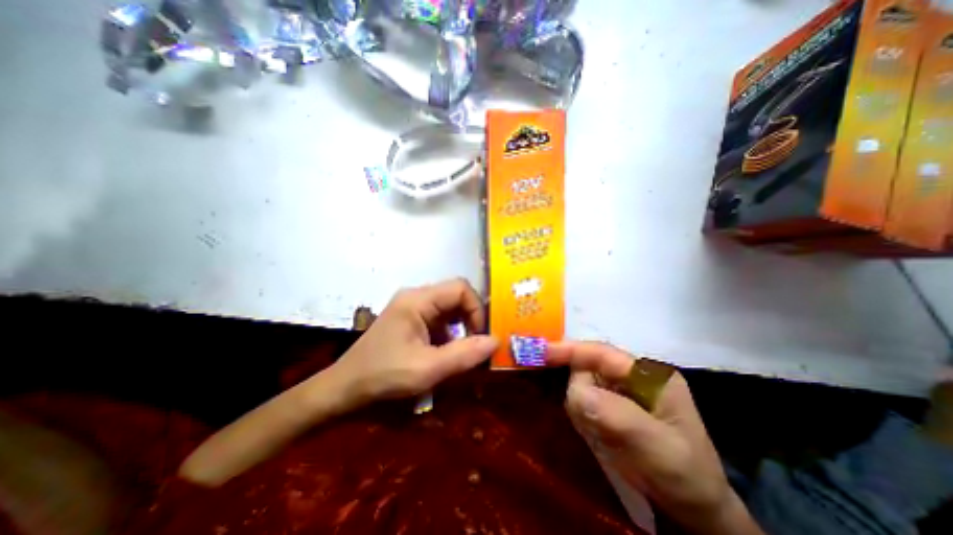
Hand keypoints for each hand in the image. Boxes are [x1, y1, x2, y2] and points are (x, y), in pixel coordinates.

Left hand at [332, 280, 498, 404]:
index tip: (480, 337)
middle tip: (478, 346)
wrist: (343, 390)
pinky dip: (450, 336)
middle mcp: (416, 297)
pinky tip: (447, 355)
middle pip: (456, 297)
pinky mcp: (411, 321)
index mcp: (418, 300)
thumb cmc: (383, 376)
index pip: (460, 288)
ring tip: (464, 353)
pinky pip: (439, 320)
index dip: (477, 309)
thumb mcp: (427, 369)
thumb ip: (464, 354)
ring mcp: (412, 308)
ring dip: (461, 329)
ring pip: (449, 310)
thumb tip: (496, 340)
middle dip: (471, 320)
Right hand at [547, 342, 764, 533]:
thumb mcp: (659, 448)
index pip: (601, 353)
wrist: (694, 510)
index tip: (540, 353)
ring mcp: (619, 391)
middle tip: (590, 426)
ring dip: (582, 409)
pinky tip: (597, 435)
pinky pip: (583, 402)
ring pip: (581, 386)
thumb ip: (617, 416)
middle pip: (586, 369)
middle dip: (580, 393)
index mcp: (647, 374)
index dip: (569, 350)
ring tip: (601, 436)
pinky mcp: (610, 405)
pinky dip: (582, 416)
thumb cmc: (684, 475)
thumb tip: (576, 392)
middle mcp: (630, 376)